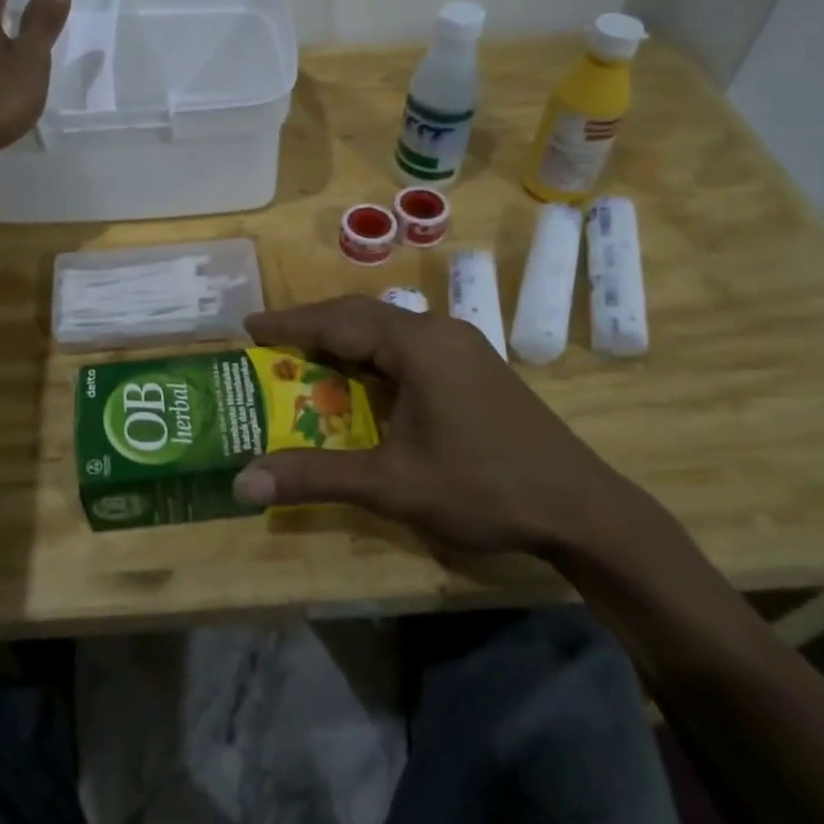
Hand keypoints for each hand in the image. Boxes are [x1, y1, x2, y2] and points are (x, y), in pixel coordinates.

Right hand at [231, 295, 633, 555]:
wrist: (581, 509)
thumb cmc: (482, 488)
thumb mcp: (391, 484)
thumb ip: (314, 476)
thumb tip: (242, 482)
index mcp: (418, 343)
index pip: (338, 321)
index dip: (290, 324)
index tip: (249, 328)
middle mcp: (439, 331)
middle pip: (362, 315)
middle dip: (313, 325)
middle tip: (270, 341)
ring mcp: (462, 346)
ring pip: (388, 329)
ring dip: (345, 339)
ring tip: (305, 356)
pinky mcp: (474, 366)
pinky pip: (409, 346)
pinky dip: (373, 355)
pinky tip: (361, 379)